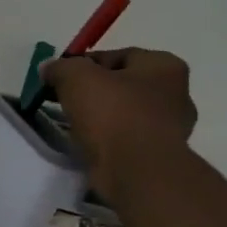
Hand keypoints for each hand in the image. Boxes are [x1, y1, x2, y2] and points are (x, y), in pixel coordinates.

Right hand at [41, 47, 197, 195]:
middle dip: (93, 91)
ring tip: (74, 124)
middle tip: (65, 100)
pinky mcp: (160, 156)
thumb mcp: (76, 77)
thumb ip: (61, 67)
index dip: (84, 64)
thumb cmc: (113, 113)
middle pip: (122, 85)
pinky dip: (109, 140)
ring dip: (101, 117)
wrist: (136, 171)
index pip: (118, 55)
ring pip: (125, 113)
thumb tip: (49, 68)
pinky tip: (89, 144)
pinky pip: (127, 138)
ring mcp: (171, 128)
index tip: (60, 78)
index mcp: (164, 66)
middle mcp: (176, 94)